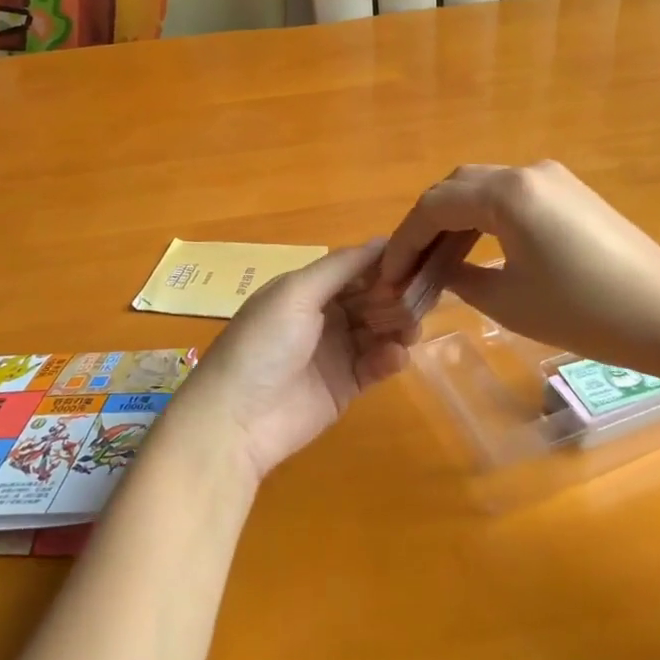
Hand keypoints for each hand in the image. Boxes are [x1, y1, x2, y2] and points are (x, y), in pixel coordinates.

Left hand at [165, 243, 407, 483]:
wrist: (237, 419)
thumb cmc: (264, 343)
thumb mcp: (296, 292)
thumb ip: (341, 267)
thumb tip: (383, 240)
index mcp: (307, 288)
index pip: (354, 268)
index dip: (383, 263)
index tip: (416, 260)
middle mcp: (323, 315)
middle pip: (370, 298)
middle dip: (395, 295)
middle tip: (422, 297)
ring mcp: (336, 352)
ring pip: (379, 329)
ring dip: (398, 325)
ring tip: (411, 329)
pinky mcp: (346, 386)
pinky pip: (377, 364)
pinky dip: (390, 357)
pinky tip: (396, 356)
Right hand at [379, 162, 659, 368]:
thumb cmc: (585, 312)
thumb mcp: (509, 302)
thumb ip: (461, 280)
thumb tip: (441, 273)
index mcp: (507, 192)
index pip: (434, 206)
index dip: (404, 241)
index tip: (387, 277)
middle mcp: (526, 172)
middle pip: (456, 187)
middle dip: (426, 225)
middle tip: (409, 268)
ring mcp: (553, 179)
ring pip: (483, 189)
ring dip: (455, 221)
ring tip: (437, 264)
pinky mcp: (572, 194)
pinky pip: (512, 197)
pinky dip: (485, 220)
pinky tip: (479, 252)